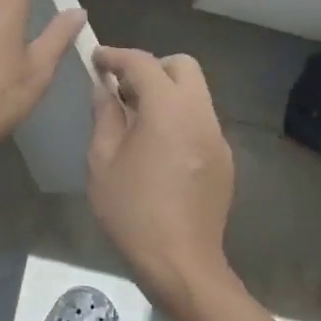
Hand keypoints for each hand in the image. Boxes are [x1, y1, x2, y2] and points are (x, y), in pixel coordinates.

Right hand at [88, 47, 235, 305]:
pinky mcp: (224, 160)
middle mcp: (200, 114)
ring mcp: (217, 137)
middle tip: (122, 91)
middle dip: (151, 68)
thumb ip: (105, 116)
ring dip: (166, 94)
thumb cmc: (132, 212)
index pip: (143, 63)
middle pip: (182, 67)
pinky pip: (200, 122)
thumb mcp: (102, 162)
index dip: (116, 56)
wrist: (181, 263)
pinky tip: (157, 150)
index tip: (96, 59)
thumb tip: (104, 90)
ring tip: (136, 122)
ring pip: (195, 94)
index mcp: (168, 110)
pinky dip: (178, 119)